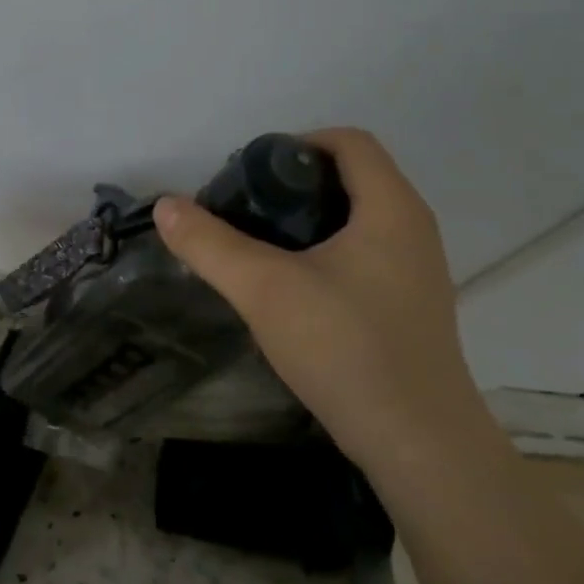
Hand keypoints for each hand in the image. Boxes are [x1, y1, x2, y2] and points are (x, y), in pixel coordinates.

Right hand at [153, 128, 481, 465]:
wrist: (416, 441)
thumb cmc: (345, 347)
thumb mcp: (264, 289)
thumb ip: (210, 244)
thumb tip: (166, 207)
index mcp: (391, 208)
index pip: (349, 142)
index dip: (296, 143)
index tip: (250, 174)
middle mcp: (413, 229)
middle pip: (352, 178)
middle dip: (293, 184)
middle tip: (244, 211)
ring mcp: (417, 271)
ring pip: (357, 221)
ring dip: (307, 222)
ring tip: (259, 249)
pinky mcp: (409, 307)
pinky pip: (364, 256)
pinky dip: (325, 254)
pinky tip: (291, 291)